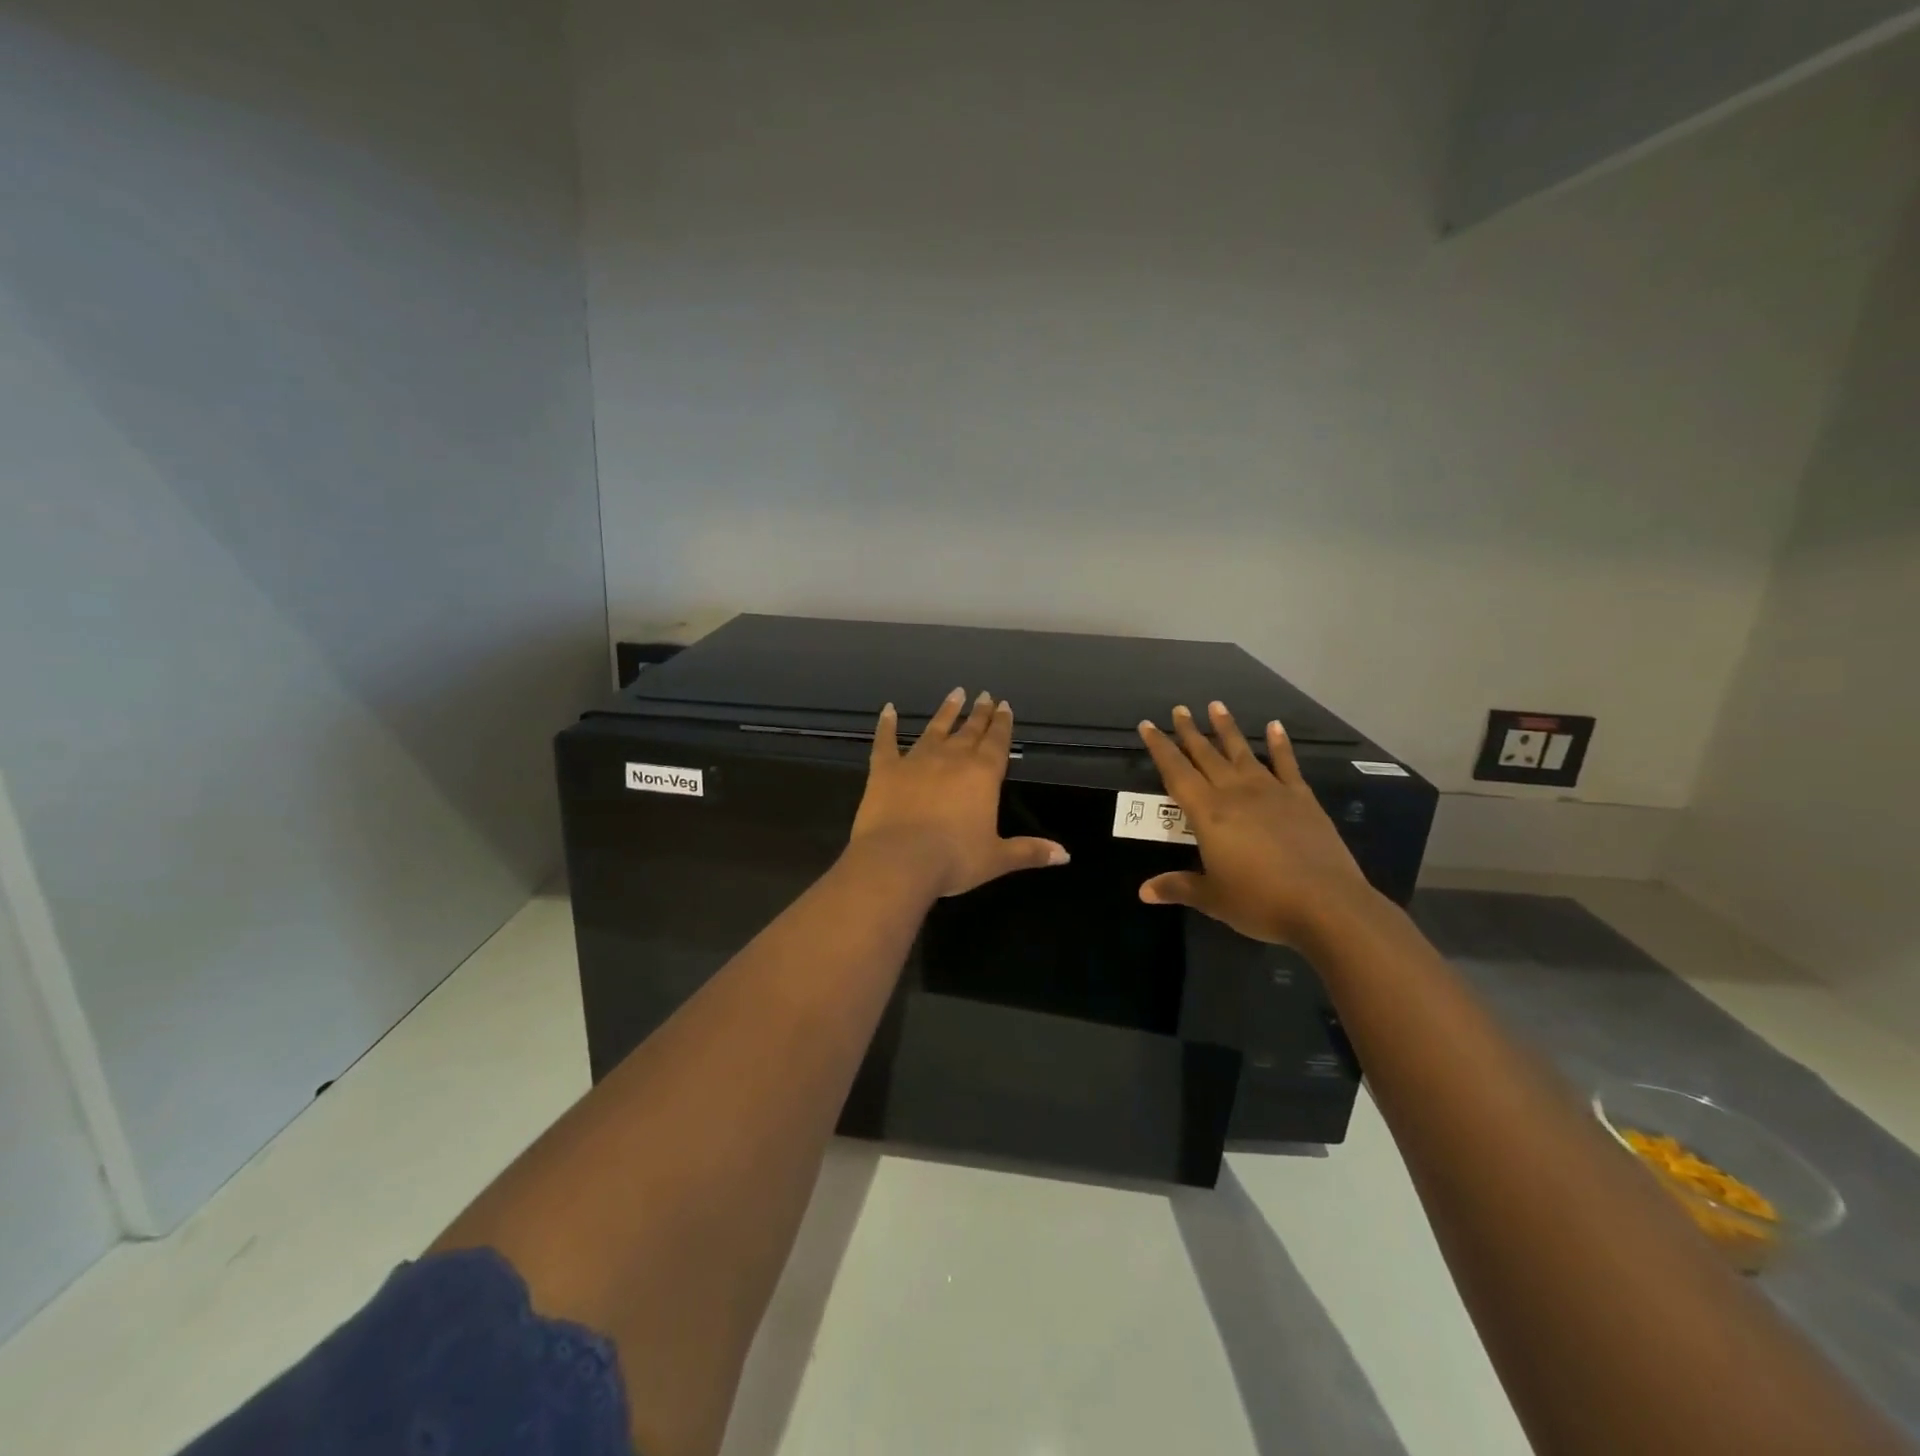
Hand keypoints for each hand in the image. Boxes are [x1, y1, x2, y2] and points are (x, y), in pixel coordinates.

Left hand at [850, 689, 1069, 898]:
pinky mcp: (885, 769)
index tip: (1004, 705)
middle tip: (985, 695)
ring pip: (935, 729)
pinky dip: (886, 725)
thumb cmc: (954, 860)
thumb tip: (1065, 855)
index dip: (1002, 724)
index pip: (997, 742)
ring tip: (956, 694)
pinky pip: (886, 741)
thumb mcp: (996, 859)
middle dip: (980, 713)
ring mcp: (916, 760)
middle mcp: (952, 758)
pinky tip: (888, 710)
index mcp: (982, 775)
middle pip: (970, 731)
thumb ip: (1029, 851)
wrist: (899, 860)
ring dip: (946, 712)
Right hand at [1136, 701, 1378, 946]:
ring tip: (1216, 705)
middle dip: (1190, 732)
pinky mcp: (1301, 799)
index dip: (1160, 748)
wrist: (1326, 905)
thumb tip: (1143, 891)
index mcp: (1208, 813)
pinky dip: (1280, 744)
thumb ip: (1178, 887)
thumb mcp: (1212, 898)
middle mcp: (1235, 793)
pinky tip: (1275, 726)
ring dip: (1227, 729)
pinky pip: (1287, 764)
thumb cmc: (1260, 901)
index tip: (1148, 725)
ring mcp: (1271, 792)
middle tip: (1179, 709)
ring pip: (1242, 752)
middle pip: (1206, 755)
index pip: (1176, 772)